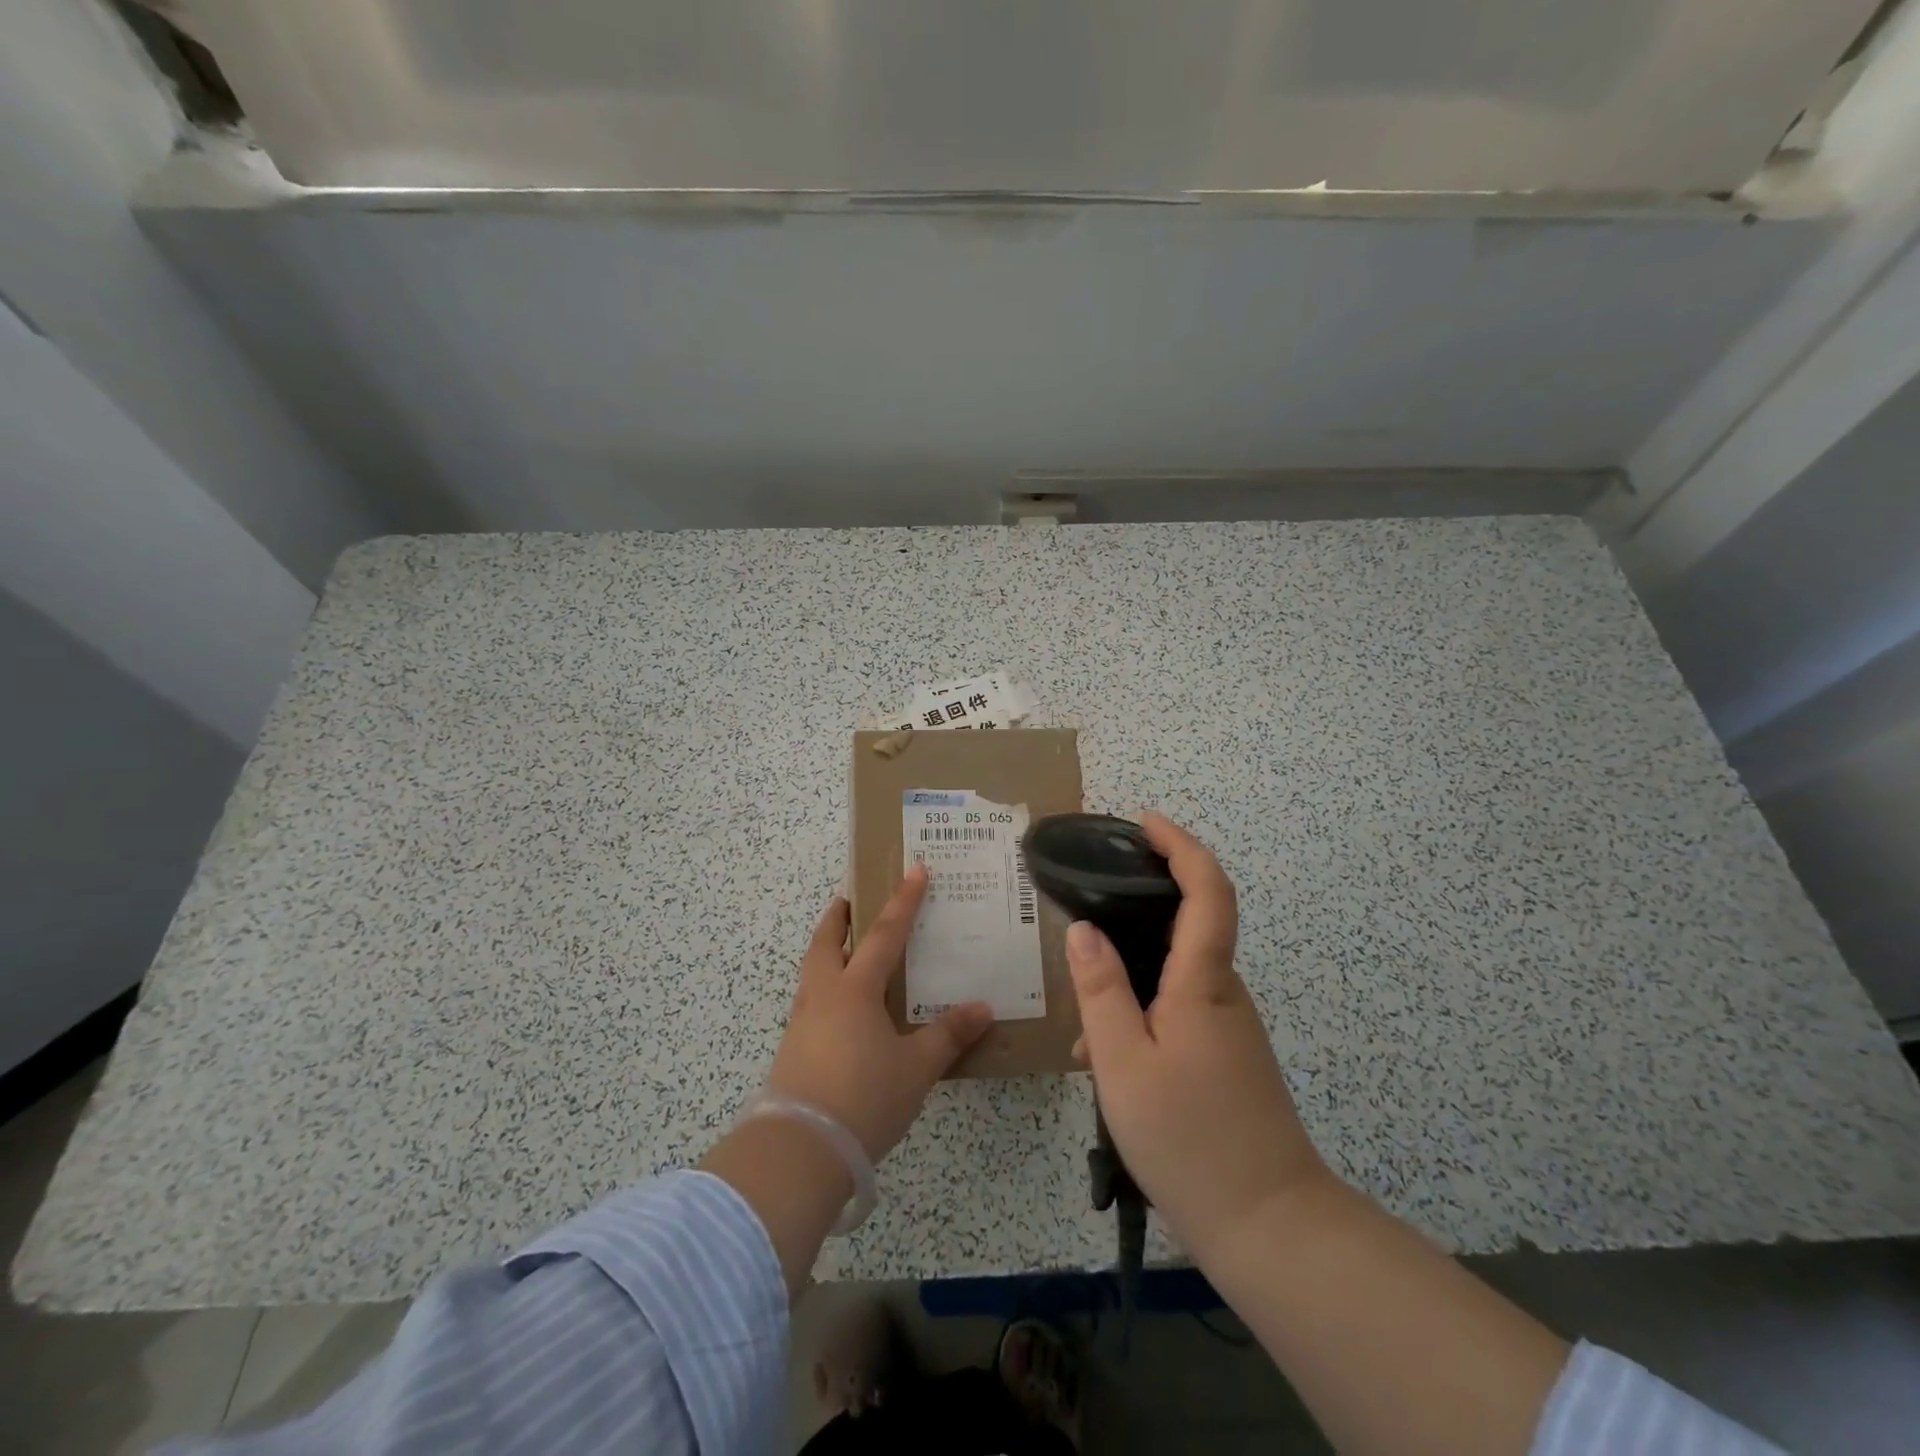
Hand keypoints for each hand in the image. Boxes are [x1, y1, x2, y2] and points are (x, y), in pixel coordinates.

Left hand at [767, 864, 994, 1161]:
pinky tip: (841, 1008)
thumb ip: (948, 1035)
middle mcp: (824, 994)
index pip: (884, 933)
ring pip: (813, 969)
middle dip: (840, 915)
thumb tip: (983, 1007)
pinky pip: (811, 999)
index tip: (915, 869)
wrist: (798, 1150)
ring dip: (828, 949)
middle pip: (827, 940)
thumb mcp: (916, 1068)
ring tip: (846, 949)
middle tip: (851, 898)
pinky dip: (825, 985)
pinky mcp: (792, 1048)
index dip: (903, 901)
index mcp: (855, 989)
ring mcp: (802, 1021)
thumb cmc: (863, 1098)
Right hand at [1067, 813, 1331, 1259]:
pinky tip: (1106, 1064)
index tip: (1145, 823)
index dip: (1181, 846)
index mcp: (1204, 983)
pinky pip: (1178, 1011)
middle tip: (1088, 911)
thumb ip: (1101, 989)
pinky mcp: (1226, 1056)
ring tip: (1084, 1033)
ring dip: (1129, 982)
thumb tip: (1083, 928)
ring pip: (1174, 977)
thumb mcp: (1123, 1062)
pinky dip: (1140, 1016)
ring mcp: (1229, 1027)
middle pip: (1189, 924)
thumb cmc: (1190, 1137)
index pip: (1207, 890)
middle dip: (1138, 909)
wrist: (1270, 1227)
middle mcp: (1224, 993)